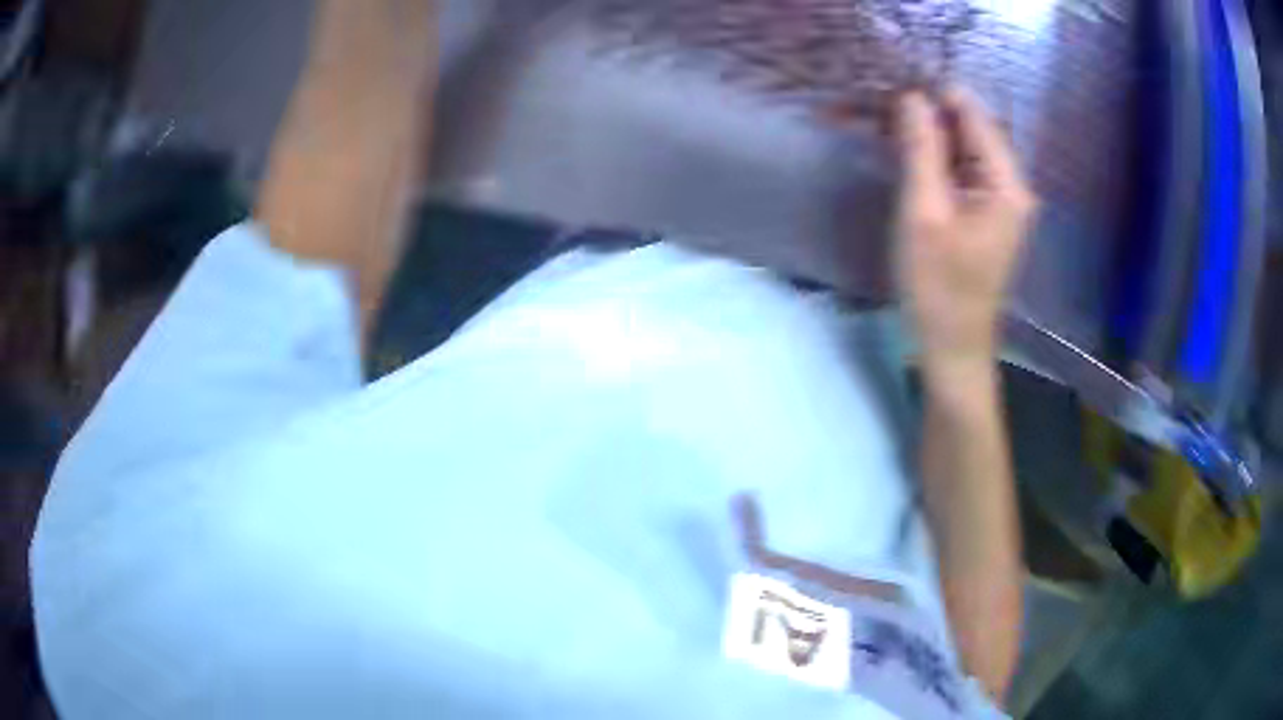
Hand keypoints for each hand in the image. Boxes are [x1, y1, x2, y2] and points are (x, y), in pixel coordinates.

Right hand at [897, 89, 1037, 383]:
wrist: (952, 347)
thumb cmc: (938, 286)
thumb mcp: (924, 212)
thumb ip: (922, 151)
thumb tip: (913, 97)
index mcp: (1007, 185)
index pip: (976, 117)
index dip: (938, 96)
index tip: (897, 88)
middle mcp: (1013, 188)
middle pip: (975, 132)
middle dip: (934, 116)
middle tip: (889, 111)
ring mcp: (1003, 203)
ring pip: (968, 151)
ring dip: (934, 138)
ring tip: (894, 130)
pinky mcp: (989, 216)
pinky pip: (965, 173)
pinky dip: (940, 162)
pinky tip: (913, 161)